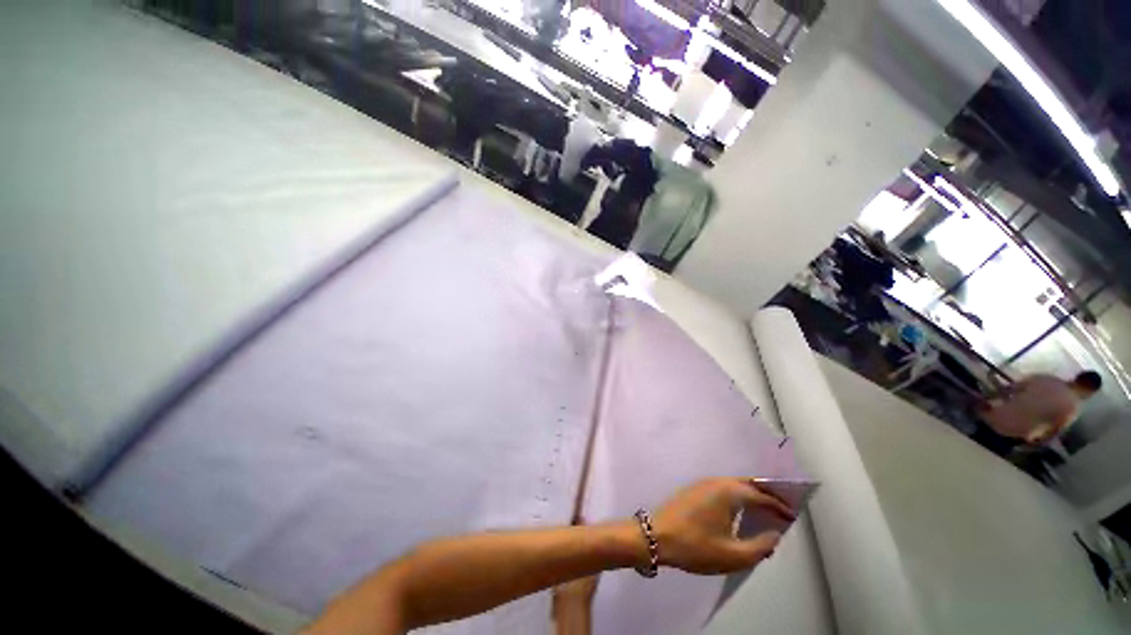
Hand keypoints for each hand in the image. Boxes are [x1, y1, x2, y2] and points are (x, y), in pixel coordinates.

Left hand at [652, 478, 794, 574]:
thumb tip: (774, 535)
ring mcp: (702, 483)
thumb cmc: (695, 546)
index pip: (761, 495)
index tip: (792, 516)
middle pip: (747, 483)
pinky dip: (736, 495)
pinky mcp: (694, 489)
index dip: (779, 506)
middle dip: (766, 493)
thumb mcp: (733, 555)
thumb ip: (760, 546)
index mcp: (728, 492)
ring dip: (750, 494)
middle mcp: (716, 481)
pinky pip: (722, 488)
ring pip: (733, 484)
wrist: (656, 536)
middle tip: (781, 508)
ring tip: (764, 511)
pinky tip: (739, 511)